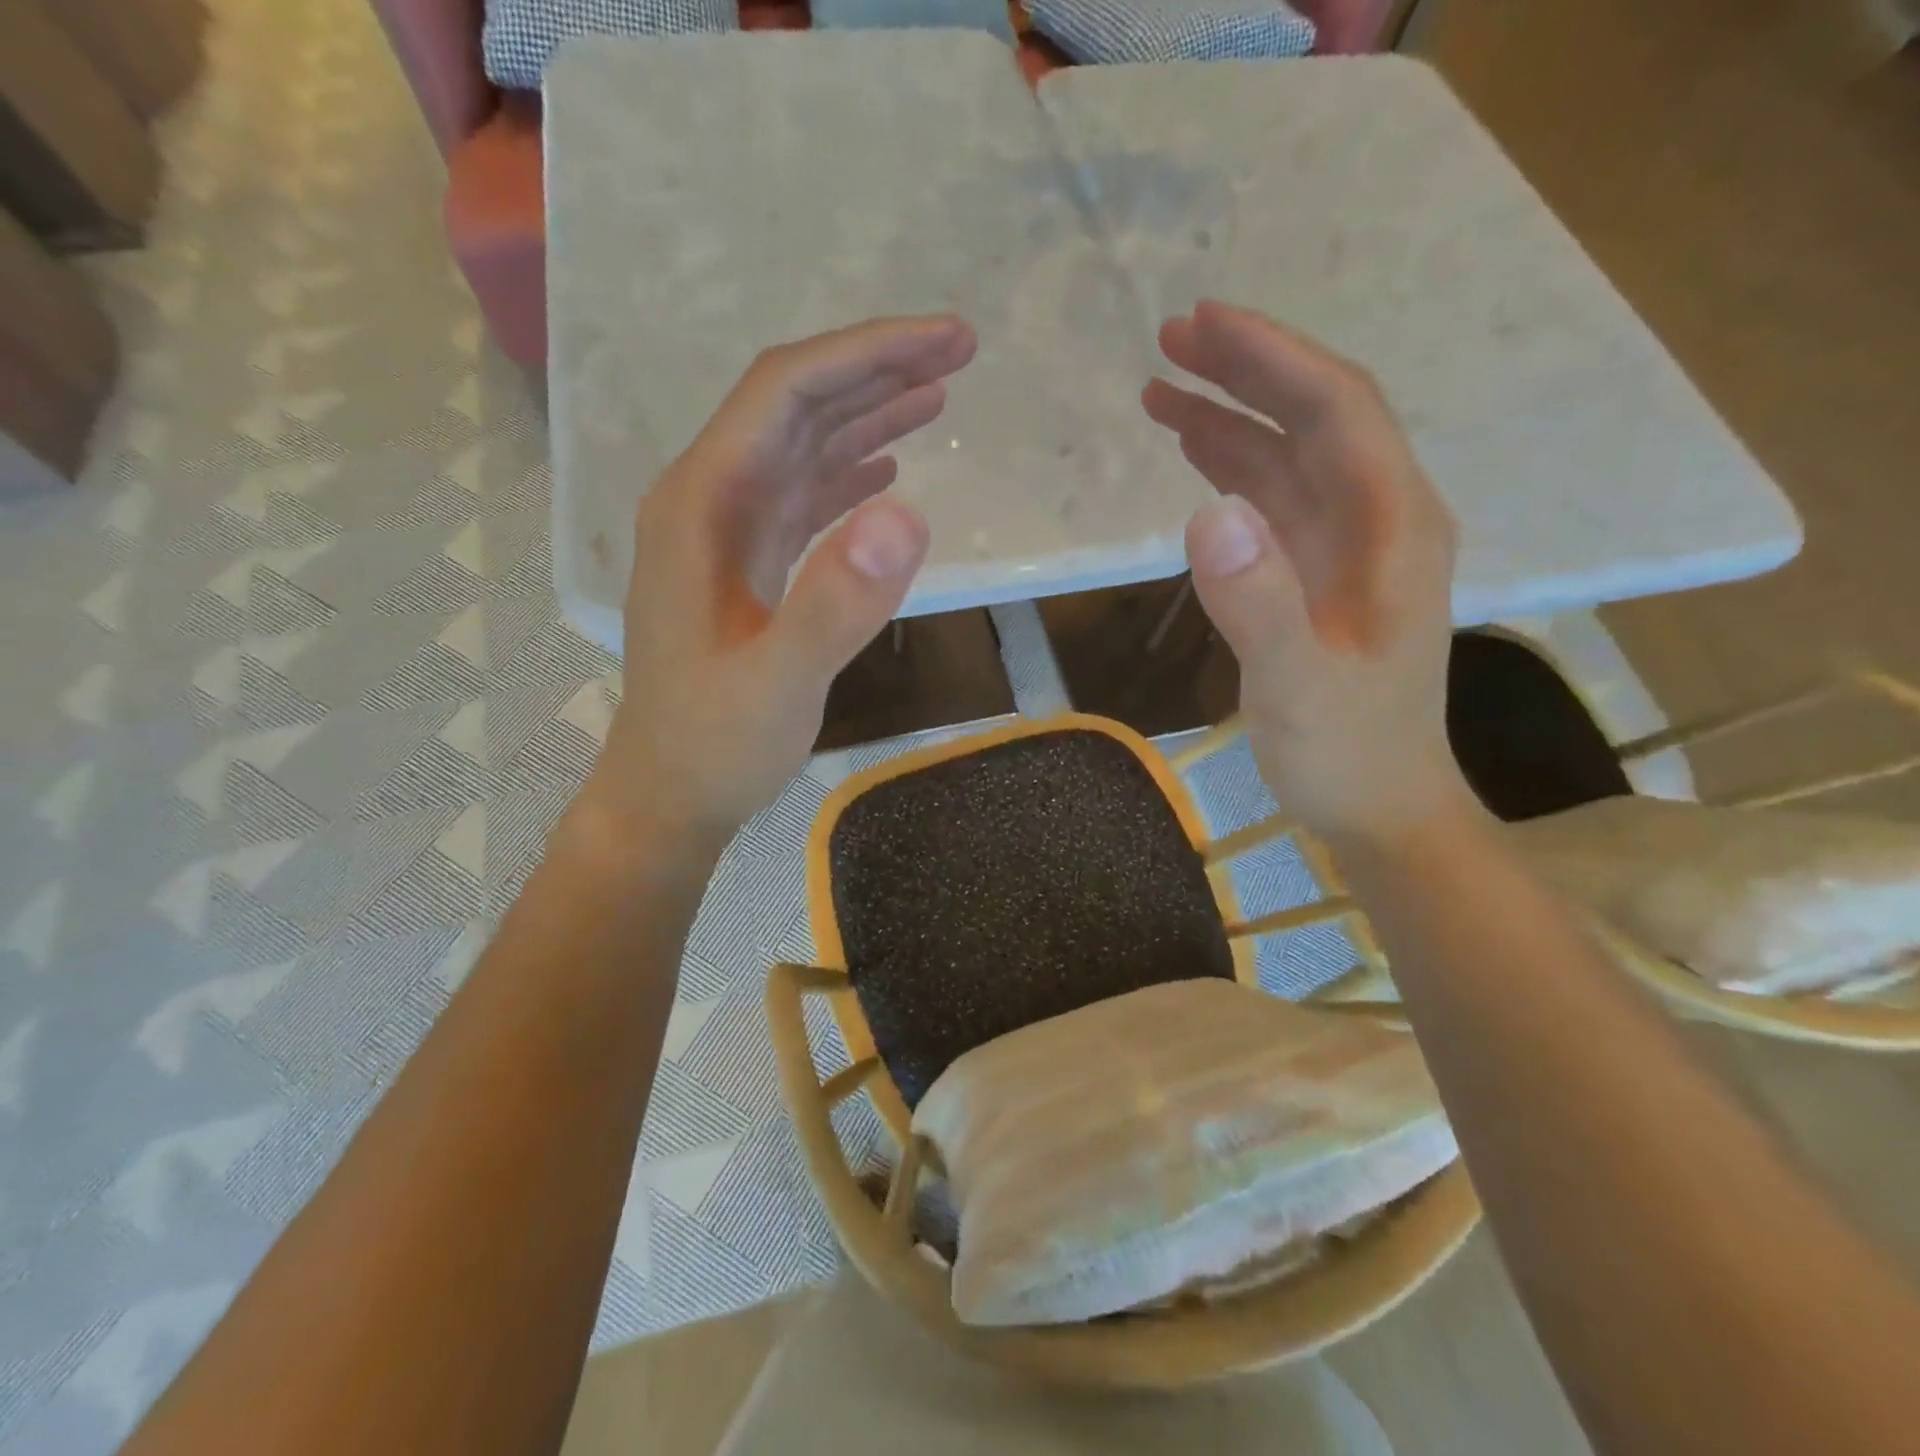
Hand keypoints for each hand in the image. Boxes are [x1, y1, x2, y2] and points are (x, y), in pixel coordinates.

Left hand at [587, 316, 977, 849]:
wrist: (672, 793)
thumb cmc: (715, 743)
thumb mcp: (778, 683)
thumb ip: (835, 603)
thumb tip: (907, 515)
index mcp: (702, 506)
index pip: (784, 392)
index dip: (865, 355)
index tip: (944, 342)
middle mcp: (709, 502)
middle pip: (794, 405)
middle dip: (875, 369)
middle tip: (959, 351)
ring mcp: (728, 534)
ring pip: (802, 447)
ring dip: (868, 415)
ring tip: (938, 395)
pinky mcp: (748, 566)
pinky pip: (803, 497)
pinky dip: (849, 473)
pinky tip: (889, 470)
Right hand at [1143, 301, 1467, 843]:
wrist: (1379, 806)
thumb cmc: (1347, 752)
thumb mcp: (1299, 687)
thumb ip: (1258, 603)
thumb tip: (1207, 513)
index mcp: (1393, 528)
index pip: (1338, 410)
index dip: (1274, 358)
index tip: (1204, 324)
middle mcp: (1377, 519)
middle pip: (1316, 416)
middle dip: (1247, 370)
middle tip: (1170, 339)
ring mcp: (1345, 547)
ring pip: (1289, 455)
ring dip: (1230, 415)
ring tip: (1162, 386)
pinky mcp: (1315, 574)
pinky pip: (1273, 500)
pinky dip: (1231, 468)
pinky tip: (1192, 455)